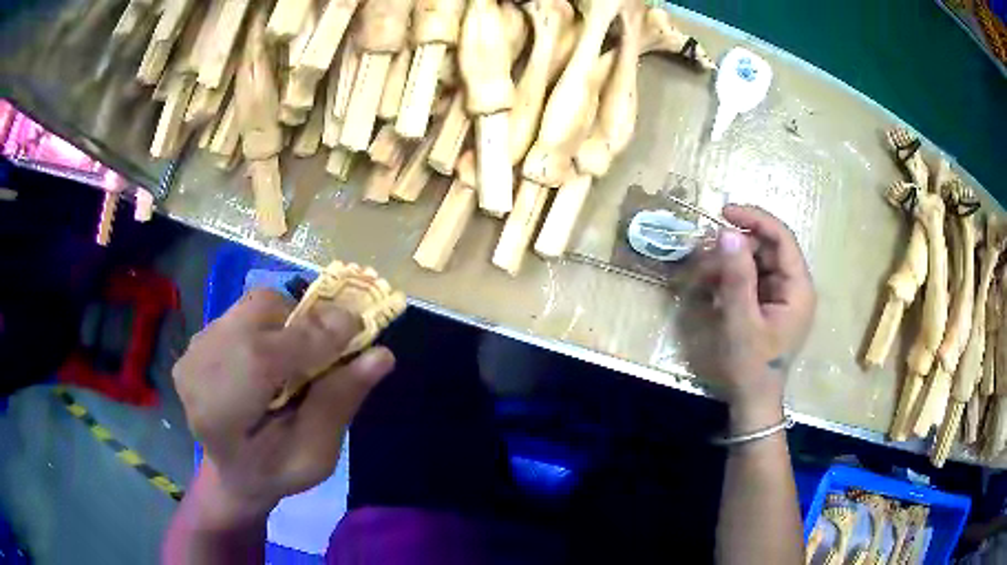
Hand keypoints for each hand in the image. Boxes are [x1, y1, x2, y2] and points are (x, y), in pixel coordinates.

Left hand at [172, 289, 394, 524]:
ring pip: (254, 305)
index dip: (313, 337)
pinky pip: (246, 310)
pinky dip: (273, 324)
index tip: (358, 329)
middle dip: (304, 324)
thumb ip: (339, 404)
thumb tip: (381, 355)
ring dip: (289, 323)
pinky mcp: (200, 337)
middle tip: (332, 348)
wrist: (232, 471)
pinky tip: (275, 357)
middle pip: (258, 315)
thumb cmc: (275, 472)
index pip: (261, 357)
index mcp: (218, 414)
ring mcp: (193, 349)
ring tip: (301, 357)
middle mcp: (197, 369)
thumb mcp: (315, 456)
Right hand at [679, 205, 815, 429]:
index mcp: (798, 288)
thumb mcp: (741, 322)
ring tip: (703, 273)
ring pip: (756, 261)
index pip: (782, 238)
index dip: (755, 219)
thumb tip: (727, 232)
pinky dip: (731, 277)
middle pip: (767, 248)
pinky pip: (751, 278)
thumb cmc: (751, 366)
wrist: (752, 401)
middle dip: (736, 245)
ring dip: (729, 261)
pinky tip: (712, 286)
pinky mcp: (768, 304)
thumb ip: (736, 277)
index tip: (723, 212)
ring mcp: (781, 295)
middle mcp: (793, 286)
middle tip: (705, 252)